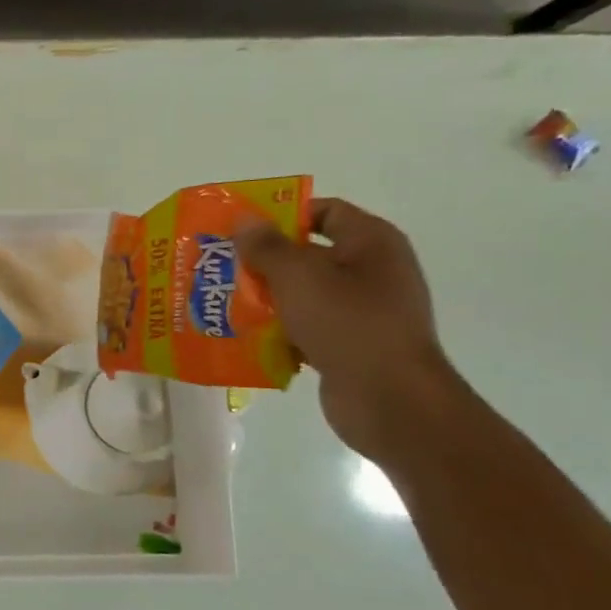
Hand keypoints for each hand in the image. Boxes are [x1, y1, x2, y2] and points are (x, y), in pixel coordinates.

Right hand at [237, 198, 461, 461]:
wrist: (389, 399)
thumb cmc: (347, 324)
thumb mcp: (299, 277)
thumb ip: (267, 246)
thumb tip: (244, 219)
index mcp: (371, 242)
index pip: (324, 211)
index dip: (282, 216)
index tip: (240, 231)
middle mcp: (372, 271)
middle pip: (309, 254)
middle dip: (264, 261)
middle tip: (221, 268)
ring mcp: (364, 311)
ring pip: (304, 294)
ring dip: (267, 299)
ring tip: (223, 303)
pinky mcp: (351, 345)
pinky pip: (308, 328)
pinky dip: (280, 331)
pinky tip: (246, 338)